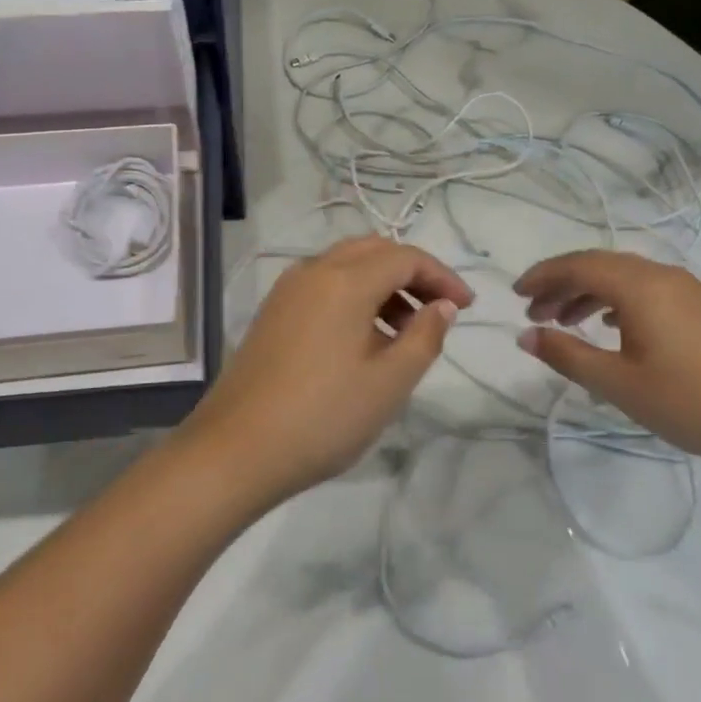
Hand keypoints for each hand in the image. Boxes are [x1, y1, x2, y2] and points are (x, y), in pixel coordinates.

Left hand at [185, 237, 474, 500]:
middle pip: (374, 251)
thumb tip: (441, 307)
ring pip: (346, 266)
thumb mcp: (389, 383)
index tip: (466, 308)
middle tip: (438, 311)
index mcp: (344, 280)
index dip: (442, 277)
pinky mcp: (272, 312)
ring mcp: (286, 290)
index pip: (405, 257)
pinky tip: (363, 341)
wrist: (234, 450)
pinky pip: (323, 286)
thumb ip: (425, 337)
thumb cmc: (323, 417)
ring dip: (383, 285)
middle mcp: (313, 271)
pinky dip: (353, 297)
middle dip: (413, 273)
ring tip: (404, 332)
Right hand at [513, 250, 700, 466]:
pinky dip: (615, 301)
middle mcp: (661, 275)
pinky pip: (644, 289)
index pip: (578, 266)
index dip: (542, 276)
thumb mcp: (618, 383)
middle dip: (561, 284)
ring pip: (622, 277)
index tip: (515, 295)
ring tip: (564, 322)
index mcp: (639, 286)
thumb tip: (525, 336)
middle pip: (599, 265)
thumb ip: (567, 355)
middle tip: (534, 312)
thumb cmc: (689, 400)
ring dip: (587, 293)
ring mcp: (685, 289)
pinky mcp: (699, 307)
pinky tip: (609, 327)